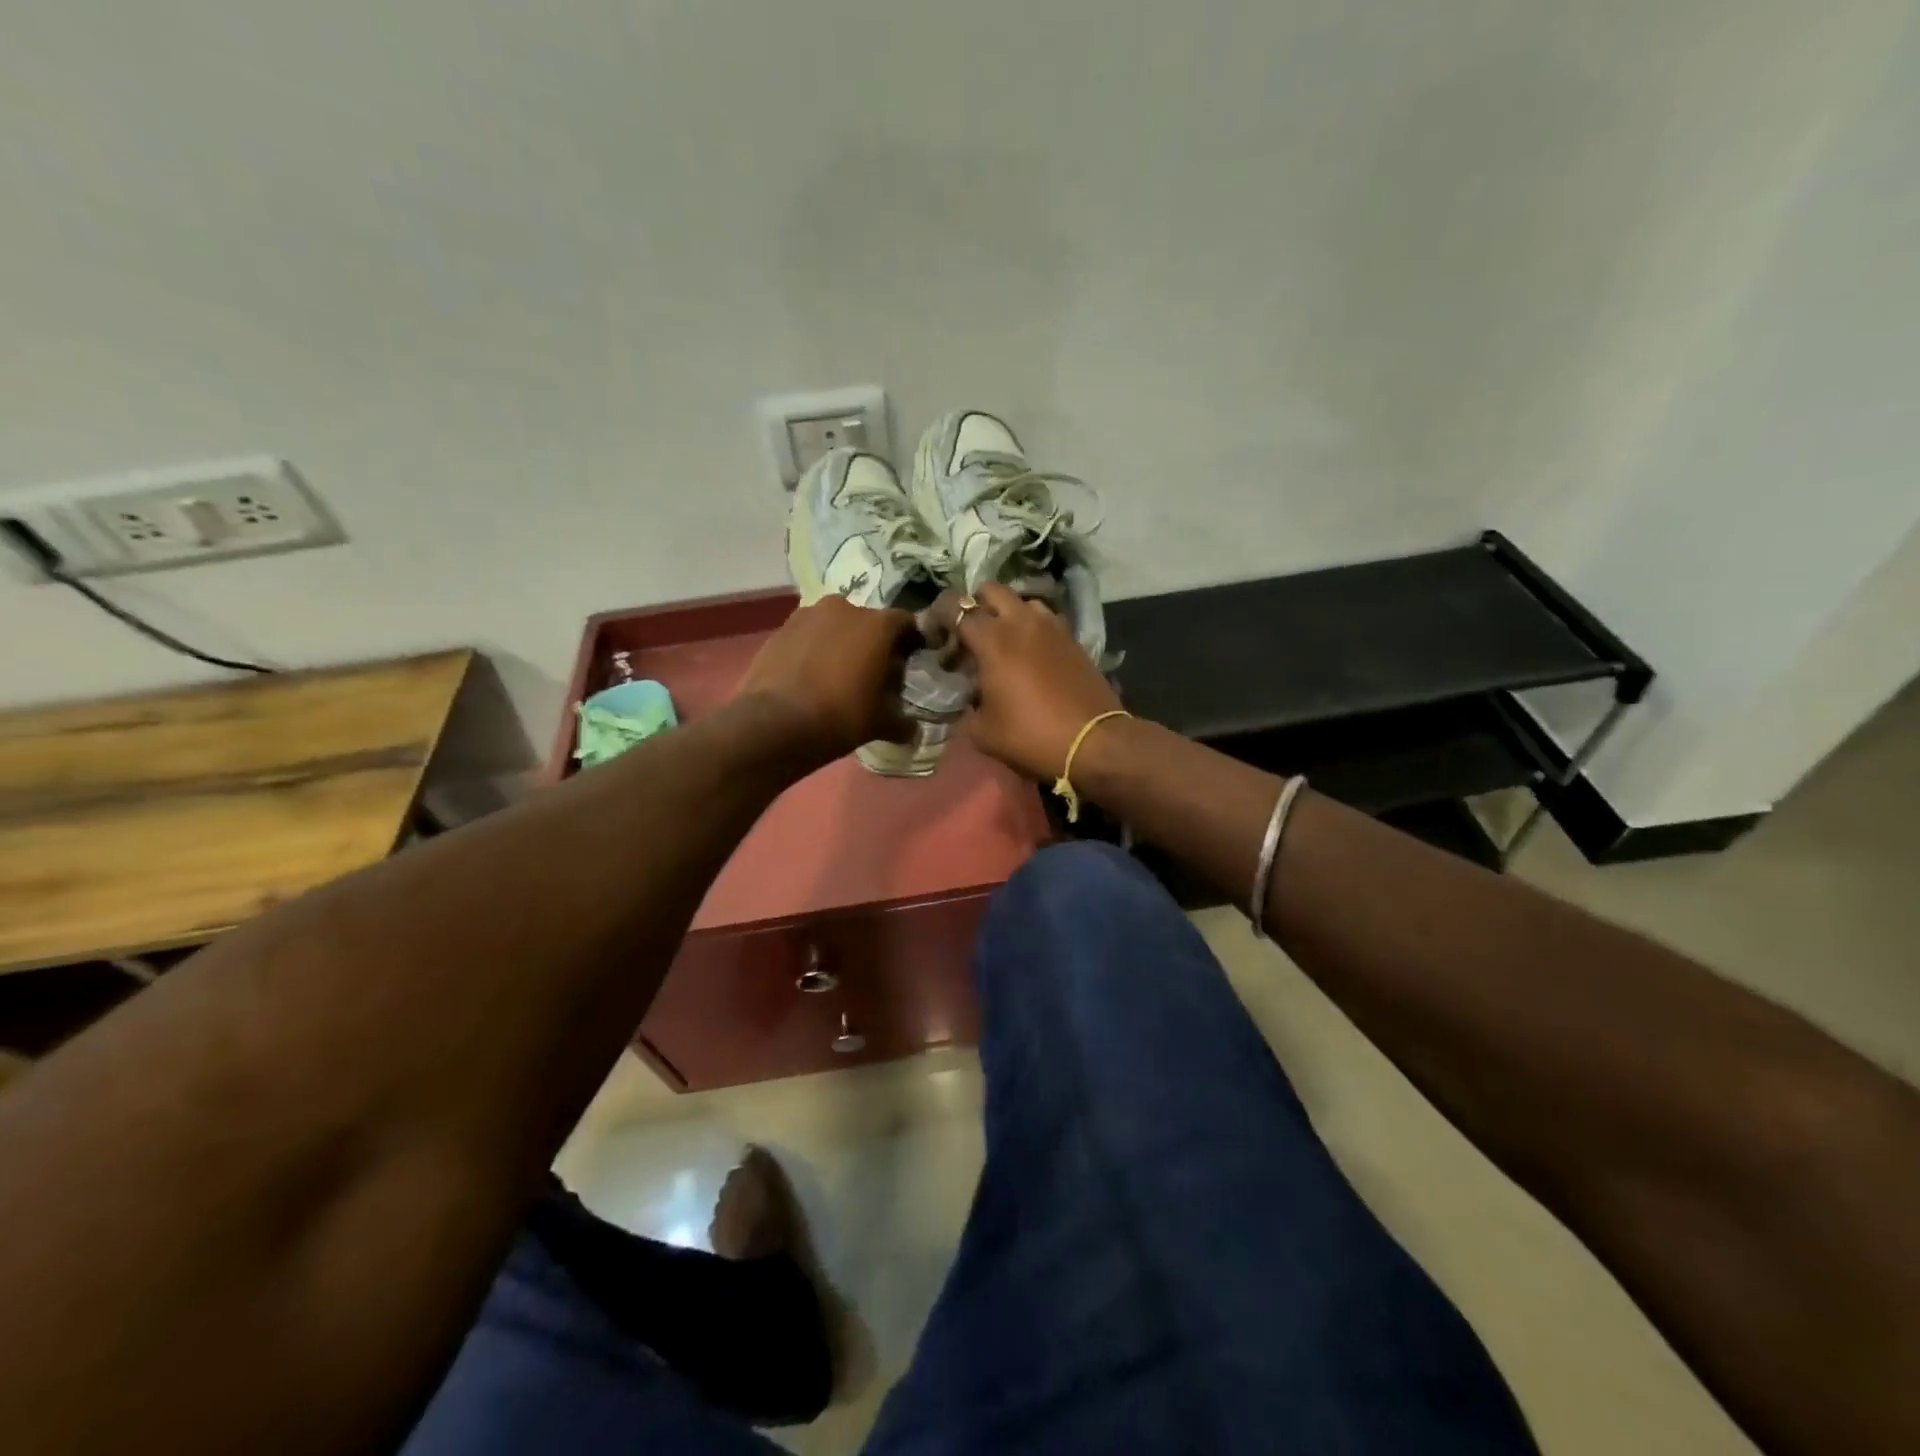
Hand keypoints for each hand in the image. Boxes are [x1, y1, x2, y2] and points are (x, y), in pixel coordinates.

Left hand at [736, 596, 917, 769]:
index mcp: (877, 625)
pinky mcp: (780, 629)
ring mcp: (808, 615)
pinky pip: (807, 635)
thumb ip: (902, 723)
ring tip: (839, 673)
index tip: (909, 662)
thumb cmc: (840, 716)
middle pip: (868, 622)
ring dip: (841, 643)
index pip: (905, 623)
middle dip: (873, 643)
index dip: (910, 641)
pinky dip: (814, 649)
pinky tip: (812, 675)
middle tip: (873, 672)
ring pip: (834, 626)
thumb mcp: (880, 724)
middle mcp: (844, 608)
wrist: (774, 722)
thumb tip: (915, 731)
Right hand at [952, 583, 1122, 781]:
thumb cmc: (1030, 736)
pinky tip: (1030, 655)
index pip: (955, 607)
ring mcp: (1052, 626)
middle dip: (974, 605)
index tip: (934, 634)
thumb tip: (968, 700)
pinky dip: (1031, 628)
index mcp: (993, 639)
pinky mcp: (1073, 639)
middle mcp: (1022, 621)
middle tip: (969, 635)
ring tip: (1003, 643)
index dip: (938, 615)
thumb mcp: (983, 732)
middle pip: (990, 590)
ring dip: (1007, 614)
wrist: (1093, 742)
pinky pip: (1045, 620)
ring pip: (1022, 602)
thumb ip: (967, 709)